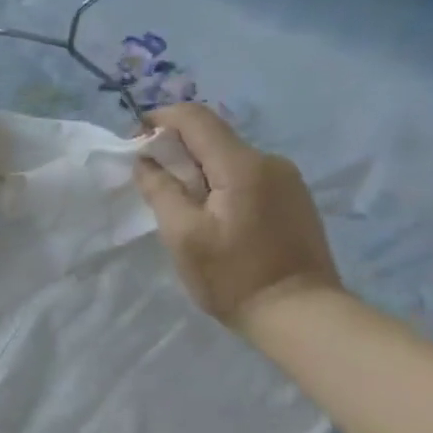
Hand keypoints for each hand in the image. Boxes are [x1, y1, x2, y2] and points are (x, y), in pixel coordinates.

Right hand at [133, 104, 343, 332]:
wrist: (299, 313)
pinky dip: (216, 182)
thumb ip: (160, 190)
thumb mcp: (183, 235)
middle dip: (174, 148)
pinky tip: (207, 213)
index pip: (195, 118)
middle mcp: (269, 161)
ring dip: (195, 168)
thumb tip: (144, 160)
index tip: (133, 141)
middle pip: (212, 136)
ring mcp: (286, 179)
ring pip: (227, 157)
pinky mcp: (291, 198)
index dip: (159, 120)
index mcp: (242, 166)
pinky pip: (244, 175)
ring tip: (175, 202)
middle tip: (147, 178)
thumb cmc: (233, 276)